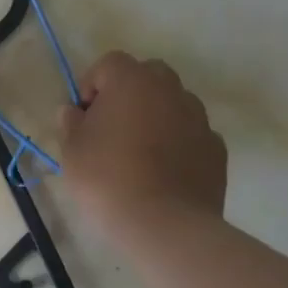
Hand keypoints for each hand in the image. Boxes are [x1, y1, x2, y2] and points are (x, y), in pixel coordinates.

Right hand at [59, 51, 227, 240]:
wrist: (165, 224)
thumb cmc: (108, 178)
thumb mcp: (72, 150)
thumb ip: (71, 122)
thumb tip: (75, 111)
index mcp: (132, 81)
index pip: (110, 63)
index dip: (92, 84)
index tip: (84, 115)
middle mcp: (169, 90)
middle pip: (148, 75)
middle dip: (130, 92)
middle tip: (113, 126)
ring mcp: (199, 118)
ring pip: (174, 103)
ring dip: (157, 116)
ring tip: (141, 152)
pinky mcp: (216, 148)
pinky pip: (192, 134)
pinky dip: (179, 143)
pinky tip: (165, 172)